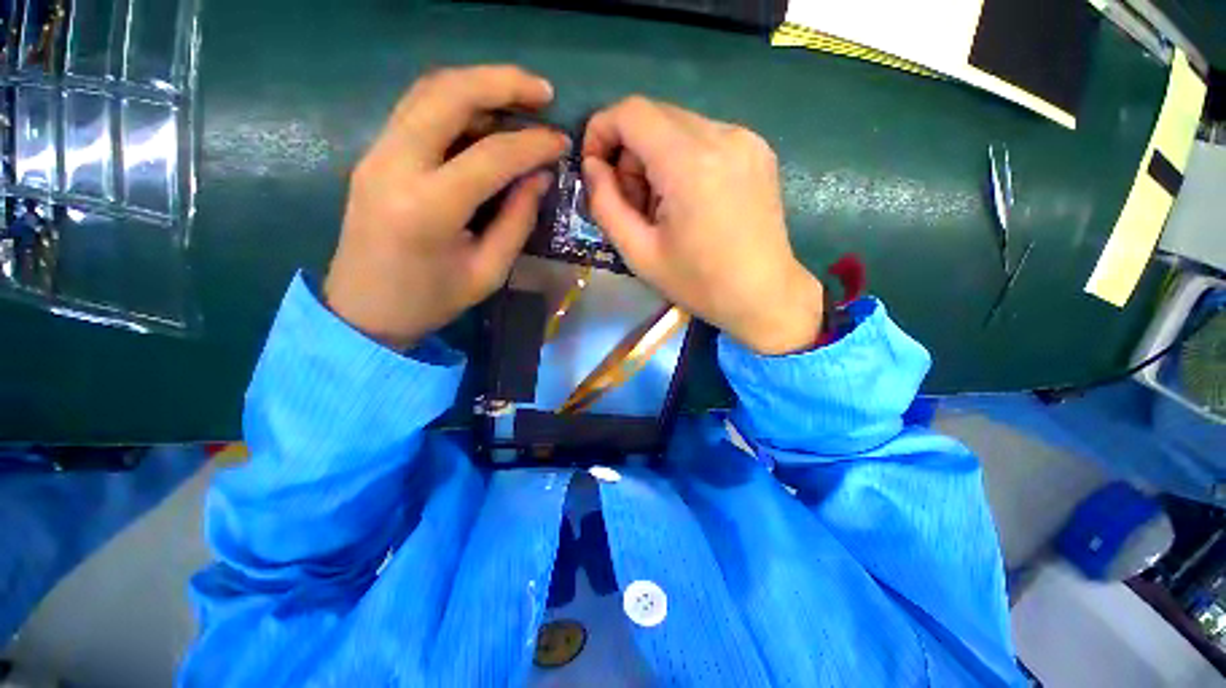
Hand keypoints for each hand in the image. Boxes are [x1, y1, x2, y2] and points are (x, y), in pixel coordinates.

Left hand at [324, 65, 568, 348]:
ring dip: (478, 85)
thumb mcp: (488, 270)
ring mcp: (377, 154)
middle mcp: (395, 165)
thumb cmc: (432, 300)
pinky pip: (416, 109)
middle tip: (543, 93)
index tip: (562, 142)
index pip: (491, 155)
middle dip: (502, 82)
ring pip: (428, 92)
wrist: (364, 310)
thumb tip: (540, 175)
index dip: (533, 144)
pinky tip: (484, 115)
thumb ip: (517, 220)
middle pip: (449, 94)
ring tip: (520, 97)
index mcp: (429, 207)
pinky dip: (455, 102)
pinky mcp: (374, 155)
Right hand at [581, 97, 823, 355]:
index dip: (602, 130)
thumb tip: (593, 167)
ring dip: (656, 159)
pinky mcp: (758, 149)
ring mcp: (746, 139)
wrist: (764, 295)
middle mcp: (722, 136)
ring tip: (664, 207)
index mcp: (689, 164)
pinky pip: (705, 138)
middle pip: (654, 116)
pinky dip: (683, 160)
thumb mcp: (639, 254)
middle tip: (633, 203)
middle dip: (630, 153)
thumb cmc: (699, 283)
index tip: (596, 168)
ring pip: (679, 126)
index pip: (631, 112)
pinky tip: (691, 200)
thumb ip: (606, 205)